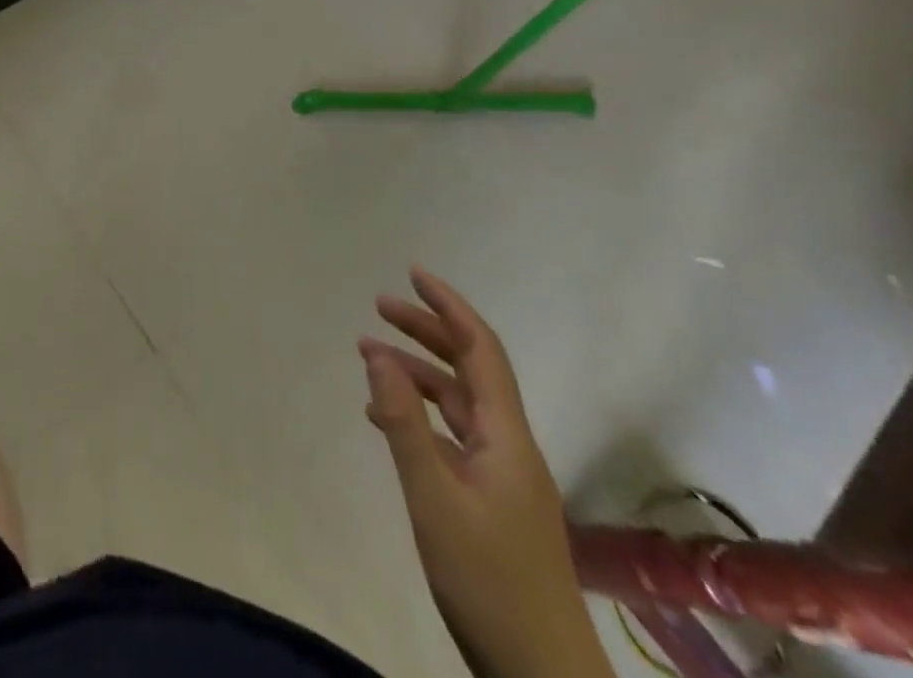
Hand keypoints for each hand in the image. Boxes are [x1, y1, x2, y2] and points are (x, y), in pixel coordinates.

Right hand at [359, 267, 610, 677]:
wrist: (542, 675)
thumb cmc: (489, 581)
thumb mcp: (434, 498)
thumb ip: (404, 424)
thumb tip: (377, 352)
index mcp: (506, 435)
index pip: (480, 348)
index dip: (449, 306)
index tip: (413, 274)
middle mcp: (509, 444)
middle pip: (469, 369)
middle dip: (427, 331)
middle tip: (379, 308)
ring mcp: (503, 475)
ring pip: (459, 403)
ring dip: (418, 372)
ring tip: (370, 357)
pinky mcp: (492, 501)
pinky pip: (453, 436)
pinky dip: (420, 415)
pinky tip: (387, 422)